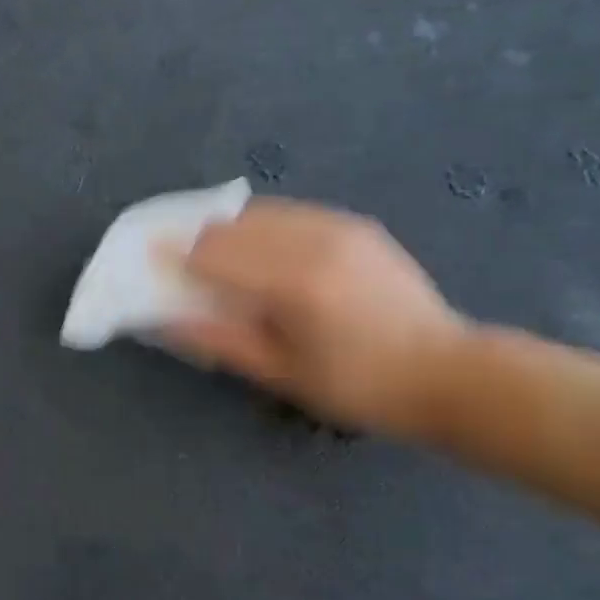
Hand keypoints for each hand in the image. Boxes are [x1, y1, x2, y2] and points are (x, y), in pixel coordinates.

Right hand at [168, 199, 468, 441]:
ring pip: (258, 212)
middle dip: (200, 243)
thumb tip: (163, 319)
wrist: (446, 371)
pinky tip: (267, 254)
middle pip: (230, 225)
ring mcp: (336, 226)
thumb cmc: (358, 387)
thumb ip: (217, 340)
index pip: (212, 252)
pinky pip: (290, 213)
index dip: (175, 255)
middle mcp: (311, 240)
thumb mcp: (281, 374)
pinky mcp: (354, 224)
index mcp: (292, 282)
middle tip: (188, 269)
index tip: (153, 262)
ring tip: (226, 262)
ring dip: (231, 233)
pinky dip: (264, 228)